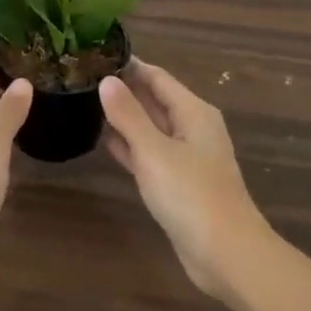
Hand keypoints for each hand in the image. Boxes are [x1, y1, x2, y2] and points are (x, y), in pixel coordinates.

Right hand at [100, 61, 272, 300]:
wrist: (227, 255)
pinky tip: (104, 141)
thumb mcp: (154, 151)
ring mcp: (187, 157)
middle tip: (83, 79)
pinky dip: (130, 146)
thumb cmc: (191, 195)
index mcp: (193, 112)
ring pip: (151, 127)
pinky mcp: (179, 183)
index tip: (94, 55)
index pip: (157, 77)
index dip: (128, 66)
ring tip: (86, 104)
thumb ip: (128, 115)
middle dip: (123, 90)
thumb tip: (107, 79)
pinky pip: (150, 153)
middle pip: (155, 99)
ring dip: (124, 118)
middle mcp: (193, 128)